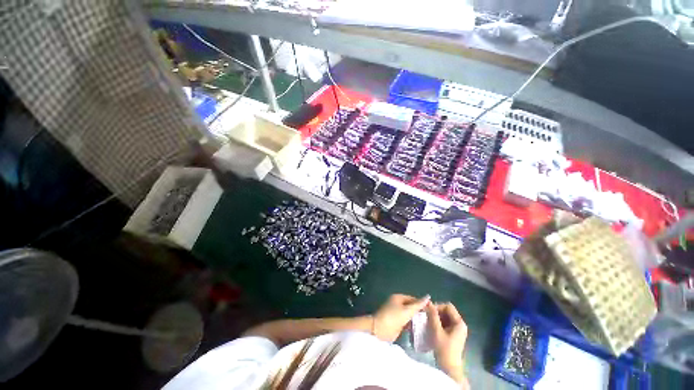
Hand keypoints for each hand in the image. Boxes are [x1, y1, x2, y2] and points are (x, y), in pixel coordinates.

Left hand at [372, 294, 429, 341]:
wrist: (380, 330)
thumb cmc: (393, 317)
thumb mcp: (407, 311)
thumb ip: (418, 305)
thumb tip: (428, 297)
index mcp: (398, 298)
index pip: (413, 299)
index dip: (422, 304)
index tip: (432, 310)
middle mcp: (397, 304)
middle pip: (411, 307)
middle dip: (420, 312)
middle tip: (432, 319)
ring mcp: (396, 314)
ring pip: (409, 315)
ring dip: (417, 320)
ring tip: (429, 325)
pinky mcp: (397, 323)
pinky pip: (407, 322)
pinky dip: (413, 325)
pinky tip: (421, 330)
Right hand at [425, 302, 467, 386]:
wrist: (449, 368)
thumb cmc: (444, 349)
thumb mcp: (437, 331)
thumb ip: (433, 315)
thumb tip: (428, 302)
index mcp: (459, 323)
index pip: (448, 306)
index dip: (438, 306)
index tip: (428, 312)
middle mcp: (460, 325)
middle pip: (447, 311)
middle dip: (436, 312)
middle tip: (427, 317)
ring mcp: (457, 330)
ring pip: (445, 317)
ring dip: (436, 318)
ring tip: (428, 322)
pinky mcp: (453, 335)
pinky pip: (445, 324)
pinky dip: (438, 323)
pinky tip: (431, 328)